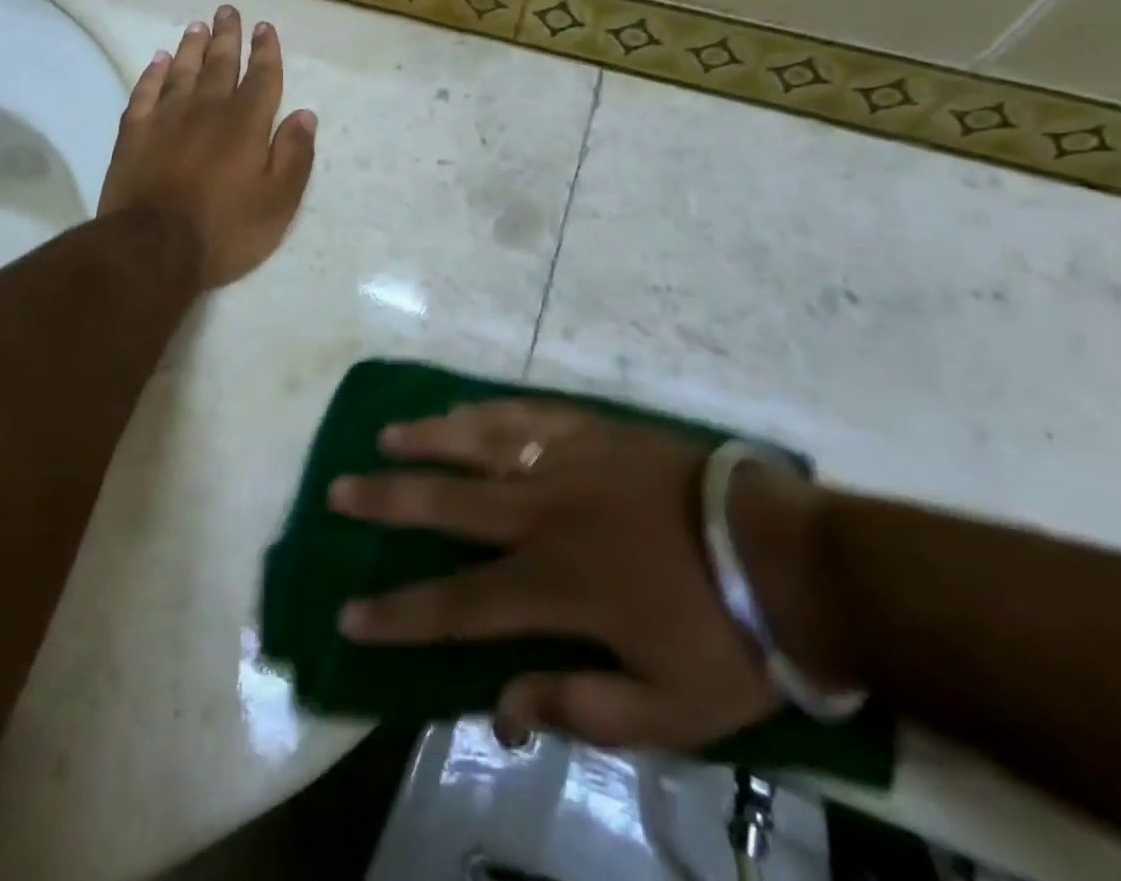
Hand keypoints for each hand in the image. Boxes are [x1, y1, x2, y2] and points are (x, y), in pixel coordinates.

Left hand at [99, 6, 317, 290]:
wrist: (153, 248)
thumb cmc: (225, 229)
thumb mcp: (278, 201)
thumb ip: (294, 155)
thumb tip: (305, 115)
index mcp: (246, 124)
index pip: (261, 78)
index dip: (266, 51)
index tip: (264, 27)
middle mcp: (207, 110)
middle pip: (219, 64)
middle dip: (227, 37)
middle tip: (227, 11)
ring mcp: (166, 119)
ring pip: (182, 71)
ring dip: (192, 47)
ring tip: (197, 26)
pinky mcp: (134, 134)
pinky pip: (145, 92)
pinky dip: (153, 73)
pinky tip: (158, 61)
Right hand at [327, 403, 842, 750]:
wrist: (783, 554)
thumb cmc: (725, 637)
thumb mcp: (667, 711)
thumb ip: (578, 707)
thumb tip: (500, 709)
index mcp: (555, 584)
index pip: (456, 605)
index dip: (398, 614)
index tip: (349, 615)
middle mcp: (543, 514)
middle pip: (447, 504)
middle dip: (387, 501)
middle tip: (338, 490)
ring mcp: (565, 462)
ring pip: (478, 444)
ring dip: (428, 440)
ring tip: (387, 436)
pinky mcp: (591, 431)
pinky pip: (525, 414)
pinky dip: (487, 412)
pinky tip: (462, 409)